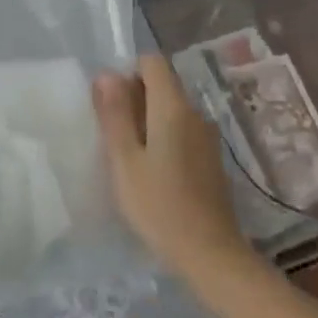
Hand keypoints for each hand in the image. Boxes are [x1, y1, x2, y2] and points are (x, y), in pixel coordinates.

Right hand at [93, 55, 250, 278]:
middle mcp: (194, 112)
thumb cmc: (160, 206)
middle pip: (162, 84)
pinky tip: (152, 172)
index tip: (112, 105)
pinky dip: (163, 138)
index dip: (128, 73)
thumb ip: (115, 114)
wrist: (211, 255)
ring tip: (129, 157)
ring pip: (170, 109)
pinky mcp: (211, 158)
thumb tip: (106, 73)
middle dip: (134, 99)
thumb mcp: (125, 160)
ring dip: (147, 121)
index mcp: (173, 107)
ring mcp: (206, 136)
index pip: (152, 62)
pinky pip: (181, 131)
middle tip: (114, 136)